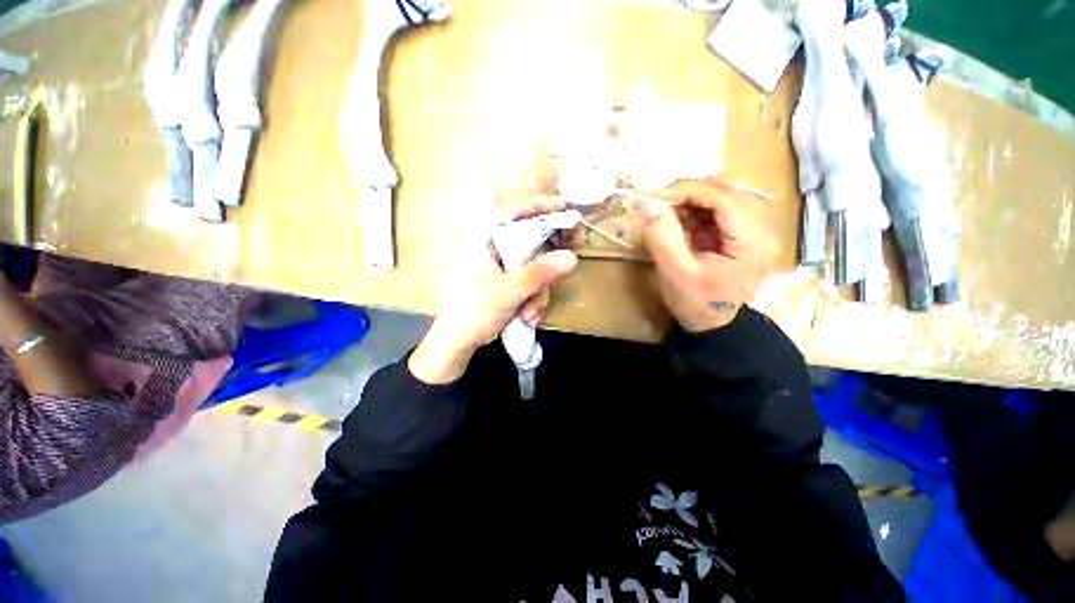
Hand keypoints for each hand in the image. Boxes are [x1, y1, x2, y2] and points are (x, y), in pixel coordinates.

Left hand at [409, 199, 578, 384]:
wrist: (456, 343)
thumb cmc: (474, 311)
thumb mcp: (510, 290)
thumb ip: (540, 273)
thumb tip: (572, 257)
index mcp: (482, 238)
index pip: (513, 211)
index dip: (541, 207)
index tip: (566, 208)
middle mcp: (490, 246)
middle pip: (529, 243)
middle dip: (543, 270)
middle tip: (555, 279)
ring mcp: (497, 265)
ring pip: (531, 267)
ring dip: (537, 293)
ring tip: (529, 315)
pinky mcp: (502, 281)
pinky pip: (527, 281)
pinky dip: (531, 298)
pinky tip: (526, 317)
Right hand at [643, 179, 772, 332]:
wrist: (713, 325)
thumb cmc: (696, 303)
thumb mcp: (675, 274)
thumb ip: (663, 238)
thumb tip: (648, 204)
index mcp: (750, 242)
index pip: (724, 199)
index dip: (689, 191)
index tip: (657, 197)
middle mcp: (761, 230)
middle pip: (726, 193)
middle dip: (689, 193)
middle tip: (659, 203)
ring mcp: (753, 232)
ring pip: (723, 199)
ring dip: (692, 200)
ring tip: (666, 211)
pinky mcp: (741, 236)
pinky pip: (719, 212)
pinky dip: (696, 211)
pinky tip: (680, 220)